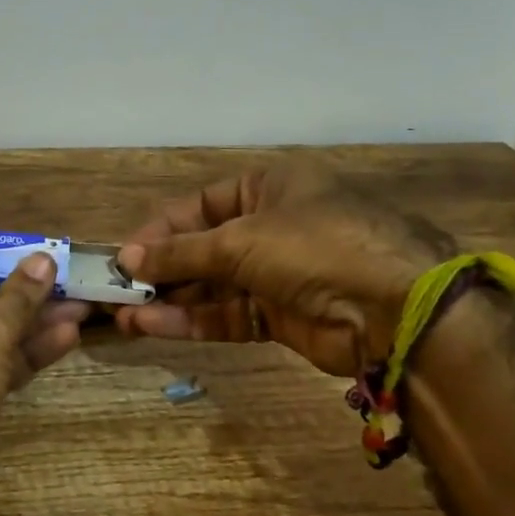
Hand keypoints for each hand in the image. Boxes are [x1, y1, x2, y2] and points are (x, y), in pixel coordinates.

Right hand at [114, 163, 453, 376]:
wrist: (395, 308)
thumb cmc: (314, 246)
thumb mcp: (241, 240)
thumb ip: (182, 253)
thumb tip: (129, 259)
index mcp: (268, 188)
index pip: (200, 206)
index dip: (160, 230)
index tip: (125, 257)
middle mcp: (271, 227)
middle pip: (203, 248)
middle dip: (162, 271)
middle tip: (119, 292)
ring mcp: (277, 274)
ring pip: (212, 286)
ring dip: (170, 301)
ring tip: (125, 316)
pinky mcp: (281, 316)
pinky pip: (228, 314)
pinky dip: (193, 321)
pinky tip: (154, 327)